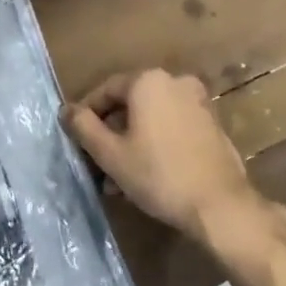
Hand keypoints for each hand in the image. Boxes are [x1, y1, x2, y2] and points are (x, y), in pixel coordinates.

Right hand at [66, 69, 268, 248]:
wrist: (219, 204)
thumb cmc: (158, 174)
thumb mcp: (111, 154)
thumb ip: (84, 127)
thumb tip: (66, 110)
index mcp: (148, 81)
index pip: (106, 90)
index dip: (87, 114)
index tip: (76, 139)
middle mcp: (175, 81)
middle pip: (130, 104)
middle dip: (111, 133)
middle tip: (97, 163)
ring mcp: (197, 101)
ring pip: (152, 118)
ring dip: (132, 142)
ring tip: (118, 179)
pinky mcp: (211, 123)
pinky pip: (172, 126)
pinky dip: (156, 143)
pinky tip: (146, 174)